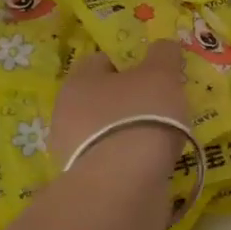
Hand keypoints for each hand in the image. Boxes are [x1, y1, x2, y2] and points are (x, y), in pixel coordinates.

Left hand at [50, 39, 190, 184]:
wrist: (125, 183)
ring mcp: (72, 153)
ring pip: (106, 132)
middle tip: (162, 105)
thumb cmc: (141, 115)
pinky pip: (112, 162)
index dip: (130, 63)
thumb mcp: (162, 73)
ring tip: (163, 138)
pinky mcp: (85, 183)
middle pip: (103, 98)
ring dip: (130, 133)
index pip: (102, 61)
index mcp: (78, 81)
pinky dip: (130, 160)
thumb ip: (164, 54)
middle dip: (129, 100)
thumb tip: (163, 46)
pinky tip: (152, 163)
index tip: (155, 73)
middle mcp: (66, 114)